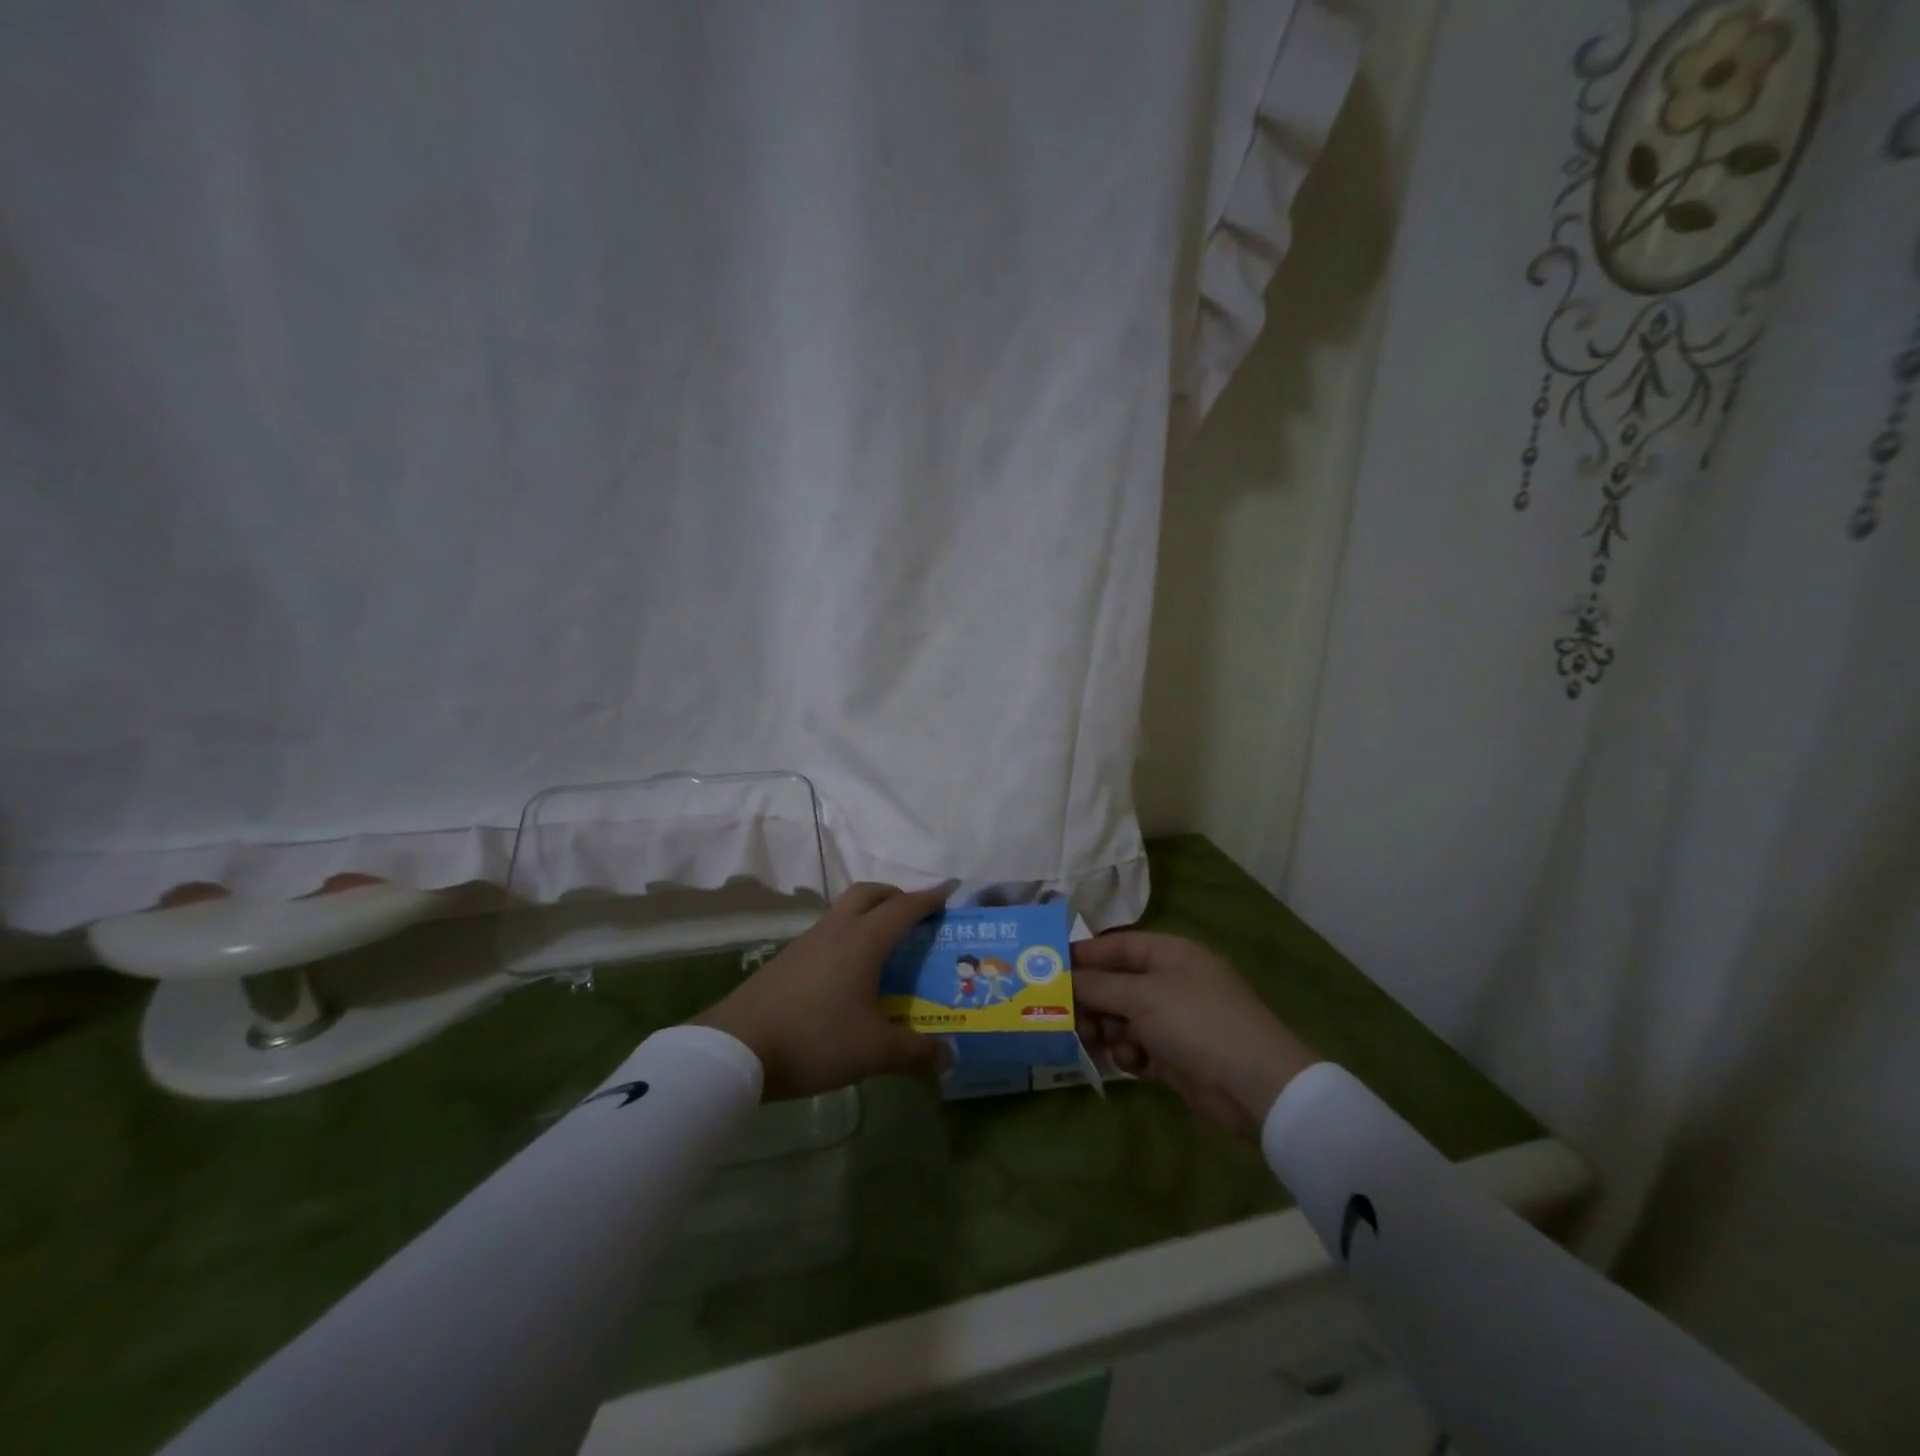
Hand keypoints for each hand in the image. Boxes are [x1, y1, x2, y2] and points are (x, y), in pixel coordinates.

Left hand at [694, 882, 951, 1100]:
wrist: (736, 1047)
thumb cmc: (815, 1039)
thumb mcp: (873, 1051)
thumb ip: (914, 1051)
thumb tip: (948, 1056)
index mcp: (863, 940)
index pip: (903, 908)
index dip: (929, 899)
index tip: (949, 893)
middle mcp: (836, 930)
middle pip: (869, 893)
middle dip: (895, 895)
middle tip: (914, 914)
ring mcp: (807, 942)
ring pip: (844, 910)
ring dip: (868, 914)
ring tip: (884, 944)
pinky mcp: (786, 959)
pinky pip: (826, 932)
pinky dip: (847, 935)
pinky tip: (848, 971)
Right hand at [1073, 932, 1318, 1139]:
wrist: (1256, 1086)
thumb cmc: (1197, 1023)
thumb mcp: (1142, 997)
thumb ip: (1098, 986)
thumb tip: (1063, 977)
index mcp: (1171, 954)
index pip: (1118, 946)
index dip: (1085, 955)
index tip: (1049, 968)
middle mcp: (1172, 982)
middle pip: (1117, 984)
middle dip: (1091, 999)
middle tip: (1062, 1014)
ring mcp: (1176, 1020)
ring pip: (1124, 1018)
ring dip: (1107, 1029)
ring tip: (1091, 1040)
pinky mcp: (1177, 1055)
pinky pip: (1139, 1047)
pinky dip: (1130, 1054)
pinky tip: (1130, 1064)